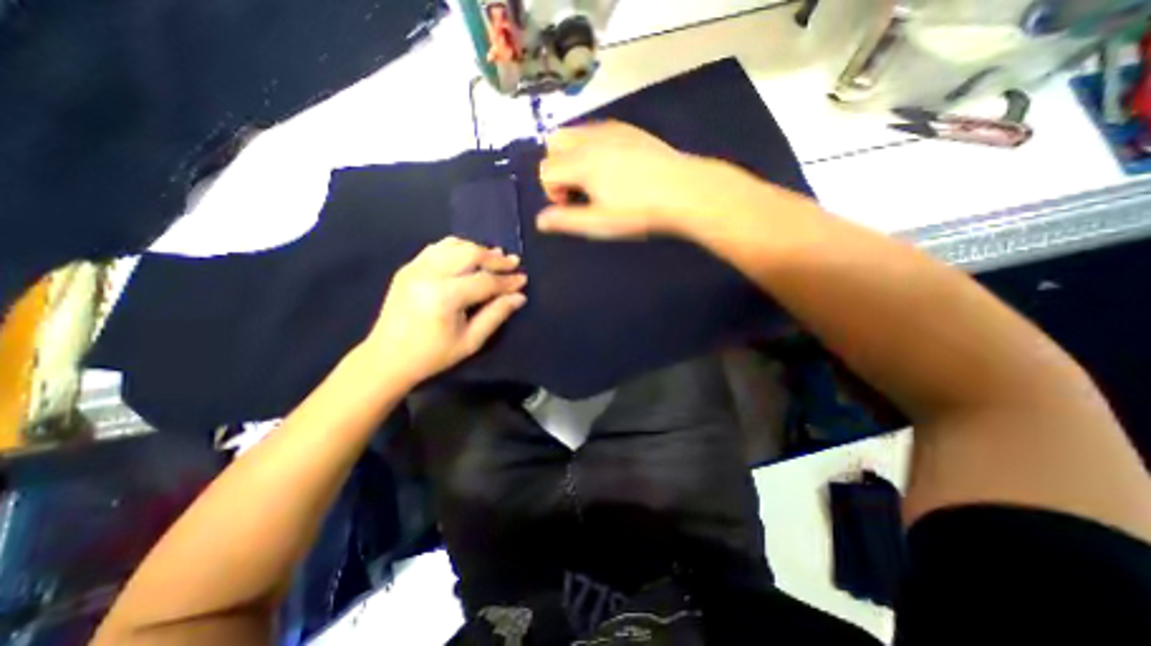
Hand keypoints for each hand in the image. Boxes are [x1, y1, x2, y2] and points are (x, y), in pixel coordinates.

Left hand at [361, 237, 527, 385]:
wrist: (386, 358)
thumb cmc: (432, 355)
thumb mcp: (470, 341)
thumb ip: (496, 315)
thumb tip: (519, 297)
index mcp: (445, 296)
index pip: (485, 281)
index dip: (507, 281)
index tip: (524, 279)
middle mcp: (429, 274)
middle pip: (470, 254)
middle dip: (495, 258)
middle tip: (513, 262)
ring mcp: (415, 268)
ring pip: (454, 245)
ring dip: (477, 249)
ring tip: (494, 257)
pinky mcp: (408, 268)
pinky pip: (437, 247)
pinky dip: (457, 248)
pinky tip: (468, 257)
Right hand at [537, 120, 772, 239]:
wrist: (684, 191)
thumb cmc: (639, 212)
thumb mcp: (600, 224)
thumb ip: (566, 220)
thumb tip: (540, 220)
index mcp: (581, 163)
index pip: (546, 168)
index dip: (551, 190)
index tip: (572, 205)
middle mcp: (592, 139)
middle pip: (555, 142)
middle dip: (558, 167)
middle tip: (579, 191)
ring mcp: (612, 130)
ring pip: (576, 133)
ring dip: (574, 156)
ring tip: (596, 181)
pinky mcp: (630, 130)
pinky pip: (598, 131)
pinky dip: (594, 147)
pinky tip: (614, 168)